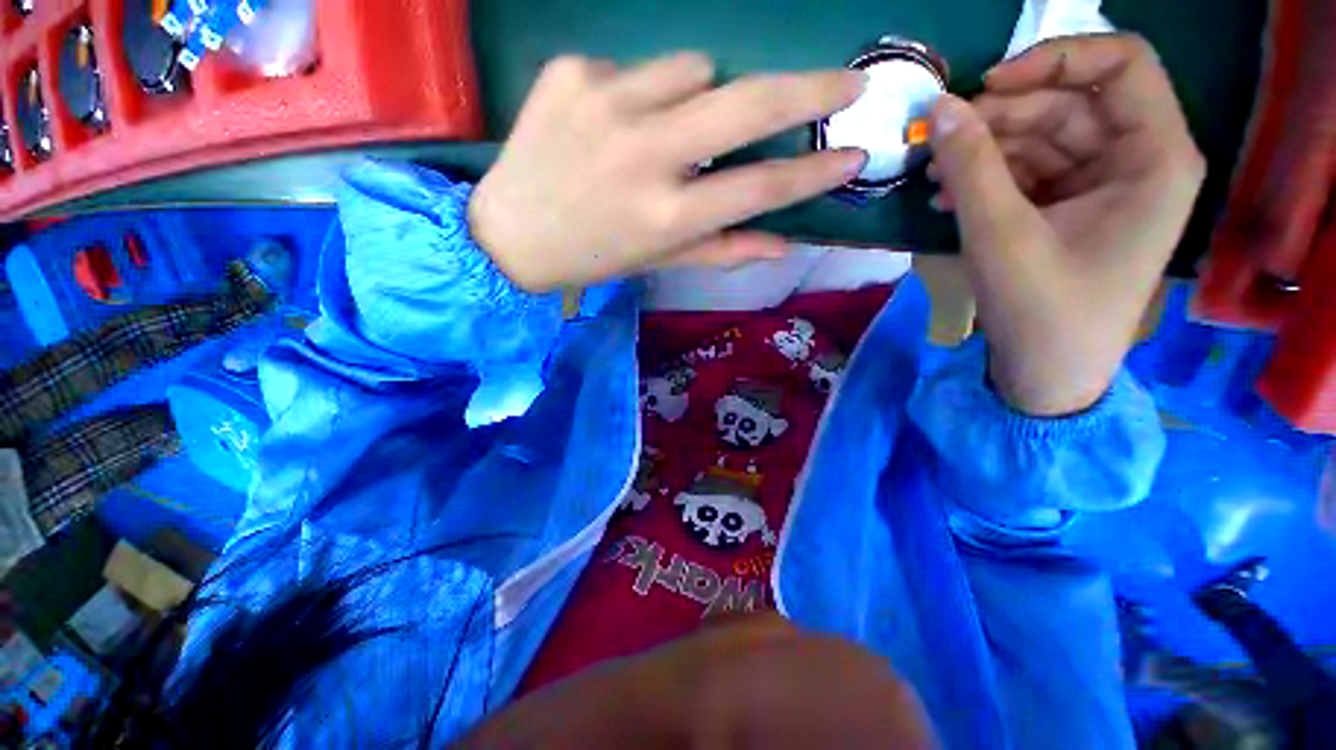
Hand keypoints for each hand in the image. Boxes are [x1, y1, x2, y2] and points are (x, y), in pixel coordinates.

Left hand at [469, 53, 868, 291]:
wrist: (510, 234)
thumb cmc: (594, 256)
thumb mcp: (659, 262)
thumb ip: (723, 250)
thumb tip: (782, 243)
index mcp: (668, 215)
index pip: (762, 186)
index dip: (814, 172)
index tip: (855, 154)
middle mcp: (645, 155)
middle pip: (749, 103)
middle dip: (810, 89)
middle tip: (845, 83)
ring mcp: (606, 103)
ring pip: (695, 67)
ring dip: (702, 94)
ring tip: (668, 130)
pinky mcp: (572, 73)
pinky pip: (637, 67)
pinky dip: (643, 92)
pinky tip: (614, 123)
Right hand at [927, 34, 1204, 414]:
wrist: (1046, 375)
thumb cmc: (1042, 311)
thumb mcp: (1001, 236)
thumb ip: (971, 166)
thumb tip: (939, 107)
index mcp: (1155, 157)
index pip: (1121, 63)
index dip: (1054, 58)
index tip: (986, 86)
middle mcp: (1138, 160)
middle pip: (1070, 102)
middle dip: (1001, 116)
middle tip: (940, 139)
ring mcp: (1103, 185)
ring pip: (1042, 137)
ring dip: (983, 151)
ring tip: (932, 174)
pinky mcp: (1071, 208)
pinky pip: (1028, 172)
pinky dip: (986, 177)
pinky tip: (946, 195)